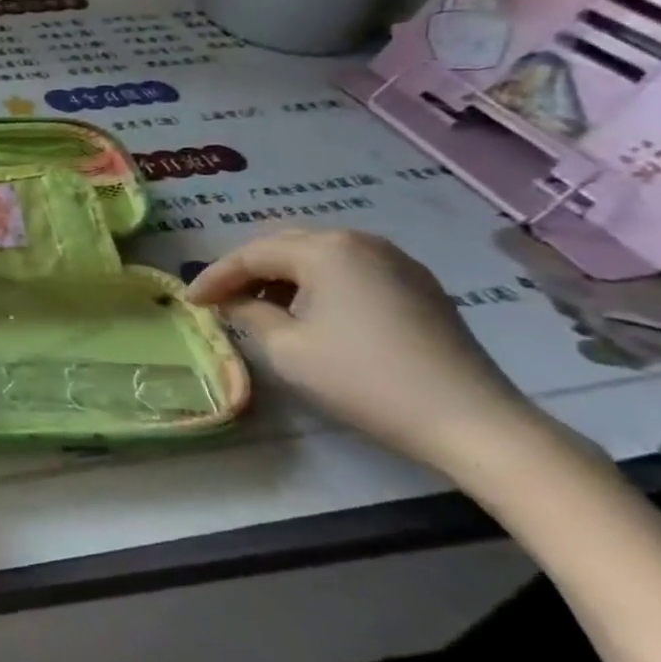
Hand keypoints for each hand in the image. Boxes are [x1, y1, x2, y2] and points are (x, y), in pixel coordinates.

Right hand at [185, 228, 538, 470]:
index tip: (189, 301)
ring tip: (259, 305)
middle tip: (219, 298)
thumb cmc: (364, 379)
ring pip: (318, 256)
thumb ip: (248, 313)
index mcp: (325, 250)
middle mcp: (359, 241)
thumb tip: (234, 301)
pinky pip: (350, 270)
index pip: (251, 254)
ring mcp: (395, 260)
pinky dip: (318, 284)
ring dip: (282, 276)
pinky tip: (309, 311)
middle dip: (247, 270)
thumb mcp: (287, 348)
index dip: (214, 277)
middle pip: (284, 245)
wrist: (471, 420)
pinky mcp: (418, 285)